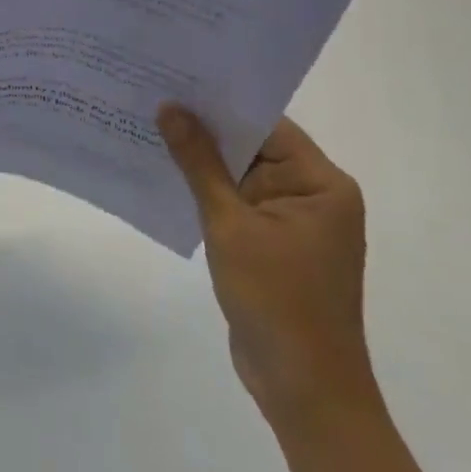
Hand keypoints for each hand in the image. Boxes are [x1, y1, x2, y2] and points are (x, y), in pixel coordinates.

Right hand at [158, 108, 375, 421]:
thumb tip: (169, 108)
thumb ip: (199, 162)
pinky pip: (237, 201)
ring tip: (149, 125)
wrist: (304, 392)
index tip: (175, 79)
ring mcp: (293, 221)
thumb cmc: (276, 301)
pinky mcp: (274, 243)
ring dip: (201, 159)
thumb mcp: (230, 225)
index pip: (267, 124)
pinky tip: (165, 172)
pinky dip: (207, 190)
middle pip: (253, 146)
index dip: (221, 102)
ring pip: (241, 173)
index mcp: (321, 183)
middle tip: (153, 94)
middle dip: (205, 128)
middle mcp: (313, 194)